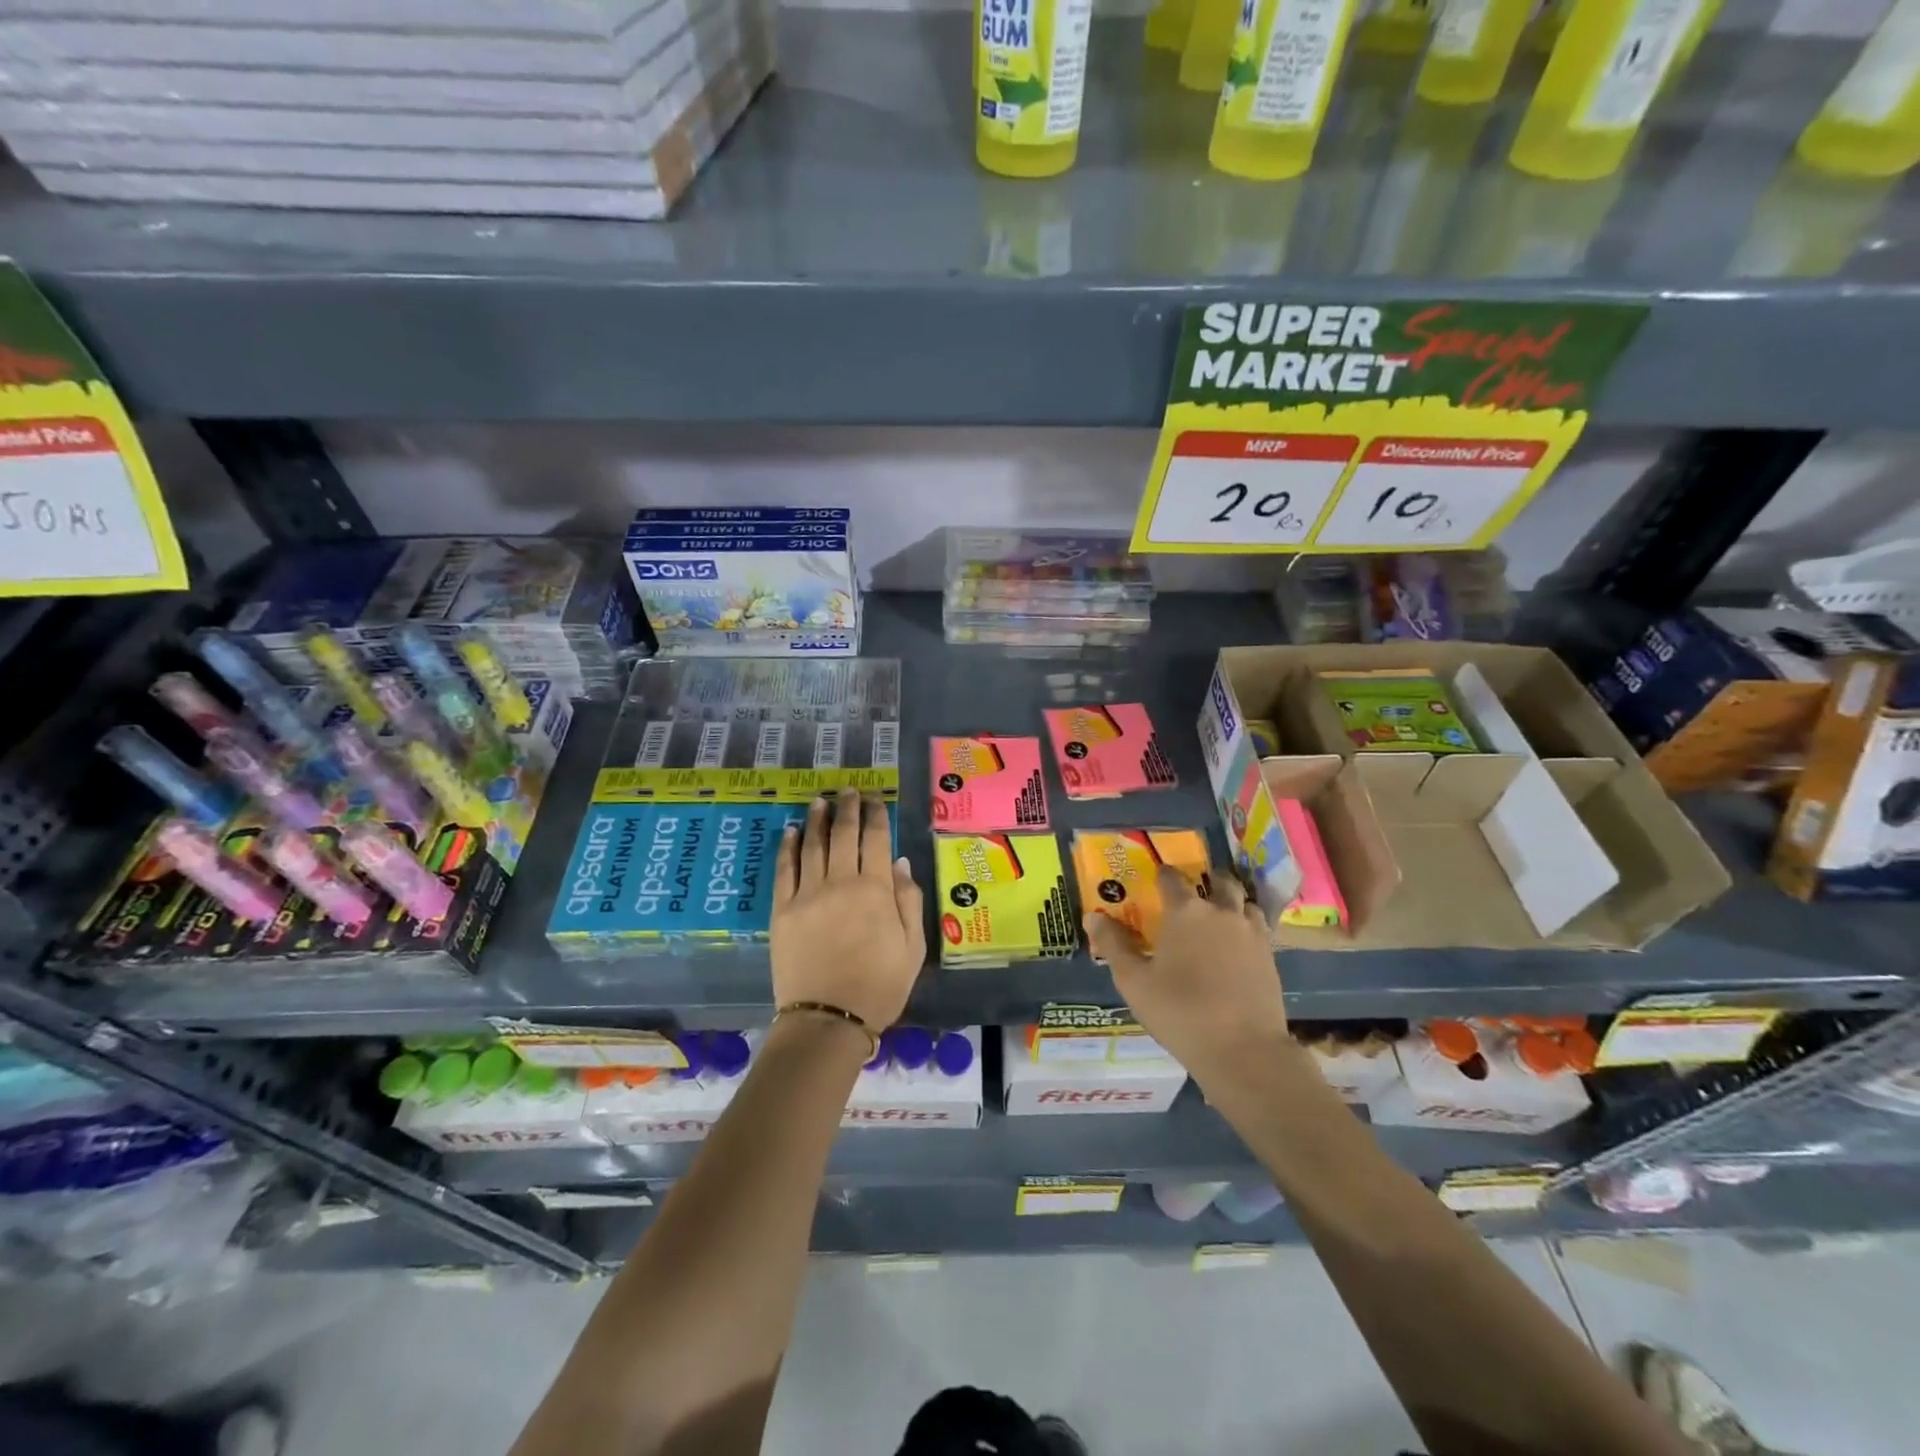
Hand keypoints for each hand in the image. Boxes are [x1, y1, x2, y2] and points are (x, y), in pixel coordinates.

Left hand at [770, 790, 925, 1030]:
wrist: (828, 1020)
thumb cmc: (880, 986)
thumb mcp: (912, 947)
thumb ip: (908, 901)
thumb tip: (899, 862)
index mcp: (875, 891)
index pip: (875, 839)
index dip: (875, 814)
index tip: (874, 798)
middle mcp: (840, 882)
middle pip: (843, 834)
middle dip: (847, 808)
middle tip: (848, 790)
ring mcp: (807, 894)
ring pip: (812, 845)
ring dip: (817, 819)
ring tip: (820, 801)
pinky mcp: (782, 910)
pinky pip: (784, 870)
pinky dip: (788, 847)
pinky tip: (791, 831)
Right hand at [1084, 866, 1287, 1076]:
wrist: (1243, 1050)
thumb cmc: (1179, 1011)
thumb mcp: (1134, 981)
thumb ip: (1113, 945)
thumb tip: (1093, 916)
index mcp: (1185, 911)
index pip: (1171, 878)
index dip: (1162, 875)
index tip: (1156, 878)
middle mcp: (1221, 911)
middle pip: (1219, 881)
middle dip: (1207, 880)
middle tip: (1195, 891)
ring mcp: (1251, 932)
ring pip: (1244, 902)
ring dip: (1232, 901)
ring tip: (1220, 914)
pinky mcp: (1270, 956)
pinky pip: (1258, 927)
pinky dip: (1247, 926)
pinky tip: (1238, 944)